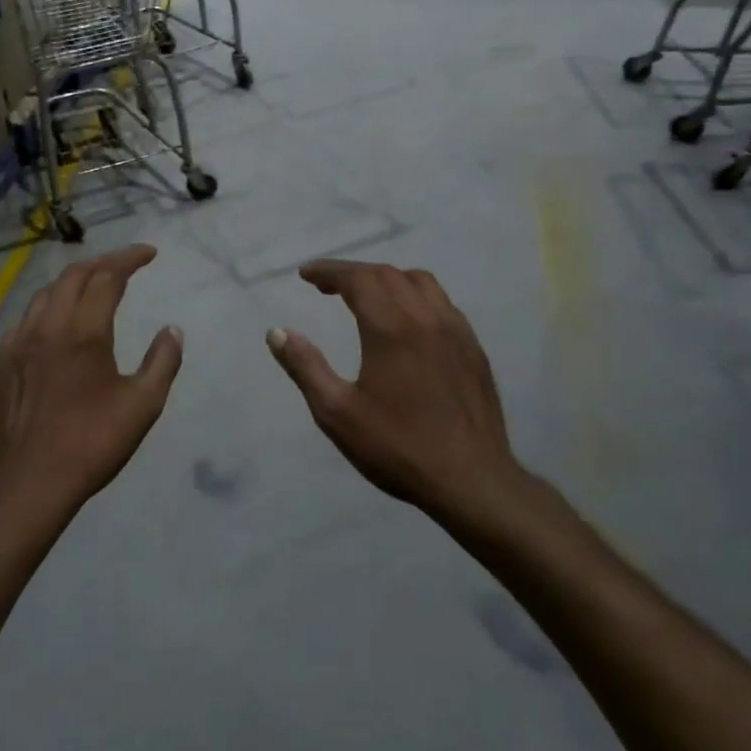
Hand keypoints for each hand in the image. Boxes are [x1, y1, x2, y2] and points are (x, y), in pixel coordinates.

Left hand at [0, 245, 182, 526]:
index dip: (129, 258)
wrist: (27, 484)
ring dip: (72, 282)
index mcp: (82, 331)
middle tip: (125, 264)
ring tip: (92, 287)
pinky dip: (47, 308)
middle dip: (102, 262)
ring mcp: (16, 343)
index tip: (149, 253)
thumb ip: (162, 362)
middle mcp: (46, 326)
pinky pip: (25, 319)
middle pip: (73, 276)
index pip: (107, 276)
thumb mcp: (142, 406)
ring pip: (44, 294)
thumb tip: (171, 330)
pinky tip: (55, 324)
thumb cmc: (91, 444)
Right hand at [267, 261, 528, 517]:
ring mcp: (456, 331)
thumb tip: (277, 332)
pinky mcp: (473, 349)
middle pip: (387, 274)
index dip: (329, 271)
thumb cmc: (397, 447)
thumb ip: (305, 367)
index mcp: (391, 329)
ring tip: (366, 296)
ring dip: (387, 279)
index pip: (358, 278)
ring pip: (421, 283)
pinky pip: (442, 303)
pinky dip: (415, 296)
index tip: (306, 274)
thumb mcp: (336, 413)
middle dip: (353, 273)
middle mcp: (426, 318)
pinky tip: (407, 322)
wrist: (471, 480)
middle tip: (326, 286)